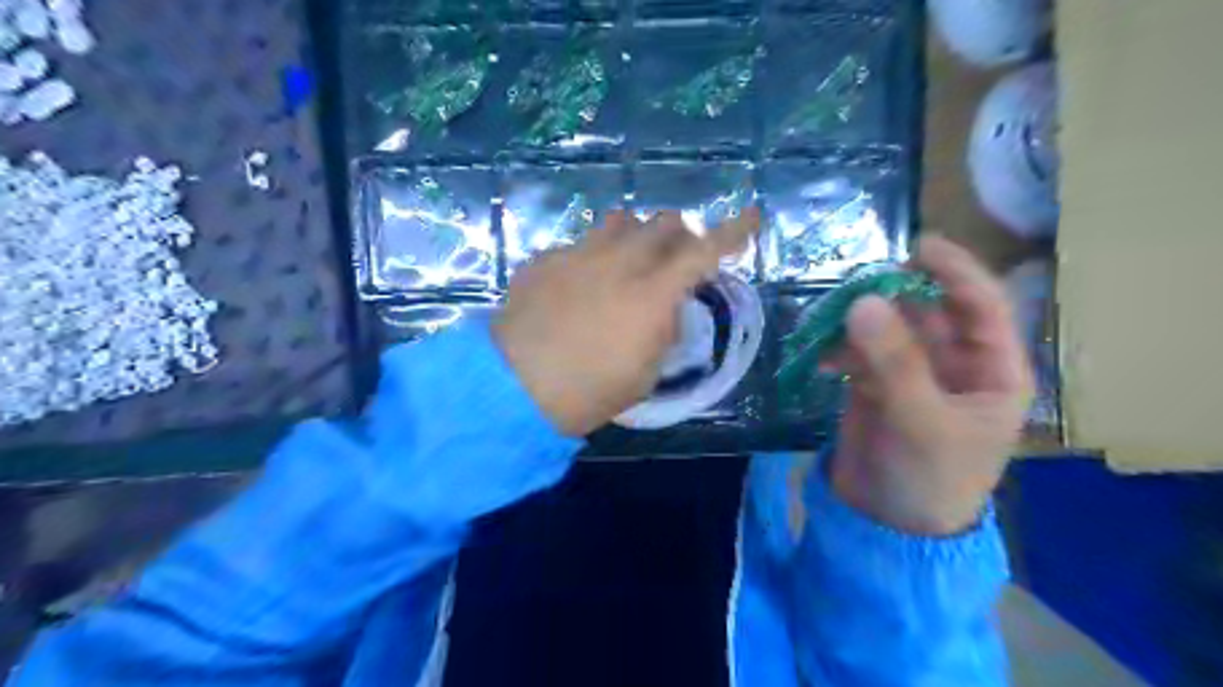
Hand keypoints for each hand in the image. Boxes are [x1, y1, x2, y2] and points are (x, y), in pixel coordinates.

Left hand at [491, 209, 761, 436]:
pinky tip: (576, 286)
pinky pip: (579, 244)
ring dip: (634, 235)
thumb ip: (662, 332)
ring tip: (625, 262)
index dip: (734, 232)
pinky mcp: (546, 259)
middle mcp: (620, 262)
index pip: (705, 252)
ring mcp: (578, 254)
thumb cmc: (589, 392)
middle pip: (663, 222)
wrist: (515, 387)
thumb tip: (664, 310)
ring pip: (619, 221)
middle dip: (678, 234)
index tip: (753, 216)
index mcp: (652, 294)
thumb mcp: (644, 374)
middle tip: (673, 257)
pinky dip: (591, 257)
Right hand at [833, 237, 1028, 537]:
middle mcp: (955, 364)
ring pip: (888, 328)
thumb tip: (862, 300)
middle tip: (854, 280)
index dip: (956, 272)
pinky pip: (857, 351)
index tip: (918, 245)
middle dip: (893, 295)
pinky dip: (837, 348)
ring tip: (827, 317)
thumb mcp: (921, 421)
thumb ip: (894, 361)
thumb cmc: (929, 479)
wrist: (887, 525)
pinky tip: (819, 357)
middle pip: (927, 311)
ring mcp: (911, 372)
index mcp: (992, 370)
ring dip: (859, 320)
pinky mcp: (874, 384)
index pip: (982, 306)